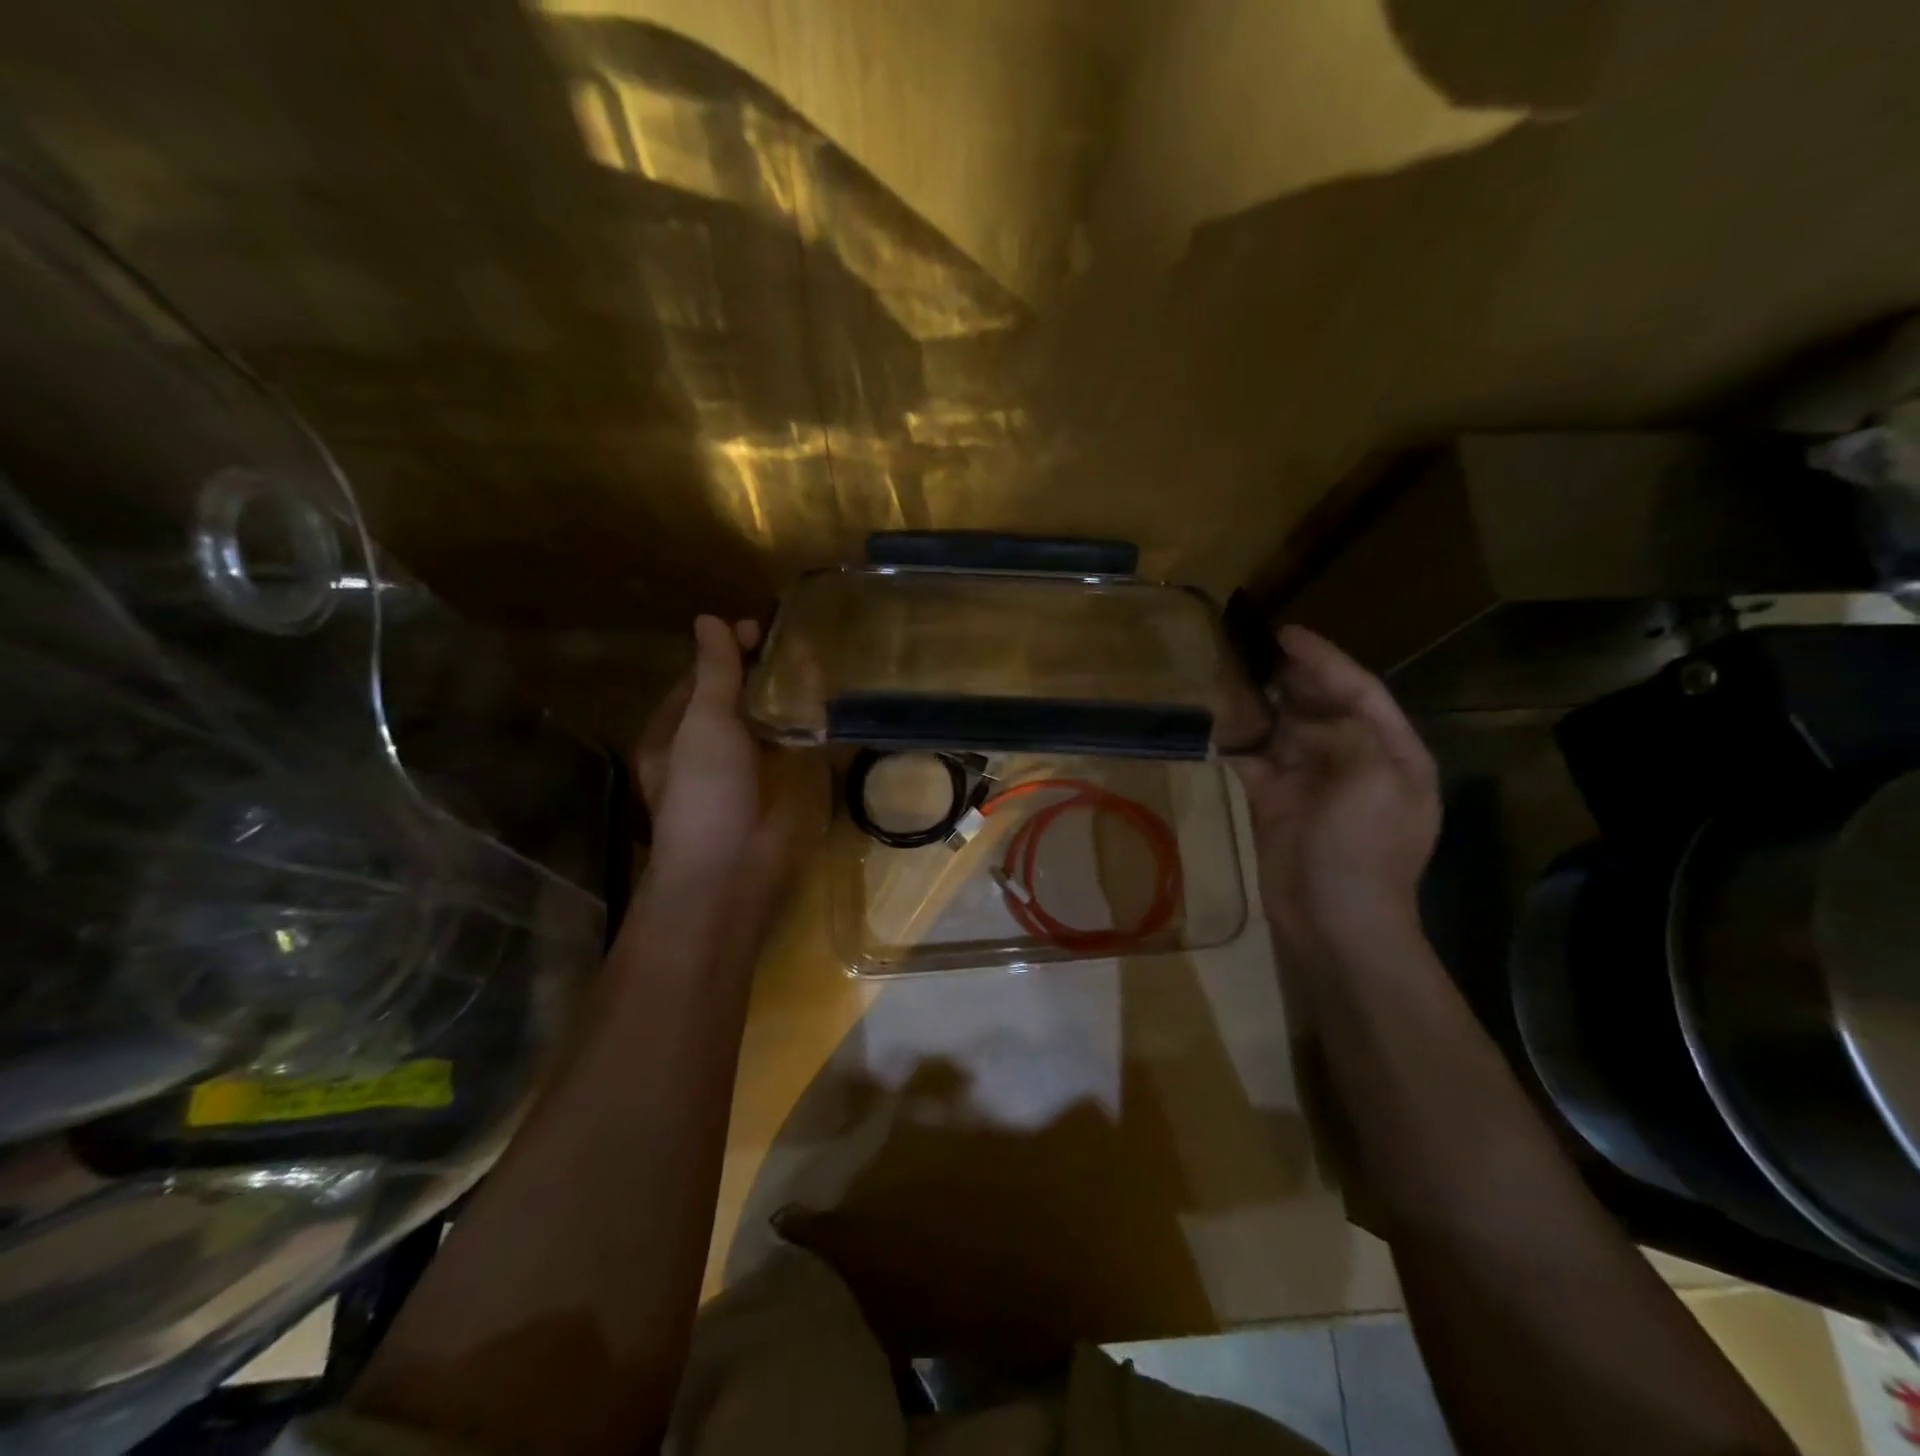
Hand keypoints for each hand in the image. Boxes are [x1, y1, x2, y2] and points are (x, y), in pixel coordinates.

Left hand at [634, 616, 798, 901]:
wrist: (731, 870)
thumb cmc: (705, 792)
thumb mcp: (704, 723)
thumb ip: (713, 673)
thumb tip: (708, 620)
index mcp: (672, 734)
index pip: (698, 680)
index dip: (726, 652)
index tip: (760, 631)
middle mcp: (704, 751)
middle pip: (733, 701)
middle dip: (760, 675)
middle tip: (796, 648)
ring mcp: (741, 774)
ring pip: (763, 725)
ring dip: (784, 701)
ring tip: (818, 669)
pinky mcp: (774, 793)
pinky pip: (788, 751)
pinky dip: (803, 731)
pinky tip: (827, 712)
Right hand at [1231, 626, 1439, 964]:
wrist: (1335, 923)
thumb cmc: (1362, 852)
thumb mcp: (1372, 782)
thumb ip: (1347, 732)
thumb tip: (1302, 716)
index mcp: (1392, 754)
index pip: (1360, 691)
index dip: (1325, 660)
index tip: (1286, 633)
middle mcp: (1355, 762)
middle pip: (1320, 707)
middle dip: (1290, 678)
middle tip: (1251, 648)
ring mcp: (1314, 784)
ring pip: (1284, 731)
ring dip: (1259, 707)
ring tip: (1228, 676)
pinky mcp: (1277, 804)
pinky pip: (1256, 763)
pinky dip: (1237, 745)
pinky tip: (1214, 727)